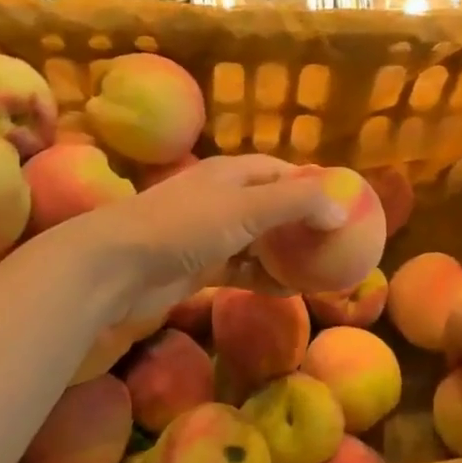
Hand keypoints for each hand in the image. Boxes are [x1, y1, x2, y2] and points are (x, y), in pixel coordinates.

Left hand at [50, 155, 344, 327]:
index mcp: (231, 173)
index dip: (312, 184)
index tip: (344, 204)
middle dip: (303, 222)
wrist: (117, 267)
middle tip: (338, 242)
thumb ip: (296, 203)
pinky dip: (264, 277)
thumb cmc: (183, 227)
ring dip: (286, 253)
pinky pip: (241, 269)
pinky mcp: (199, 267)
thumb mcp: (245, 208)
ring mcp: (209, 234)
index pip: (281, 171)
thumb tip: (341, 209)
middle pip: (272, 206)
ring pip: (258, 241)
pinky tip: (288, 291)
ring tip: (320, 269)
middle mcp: (222, 198)